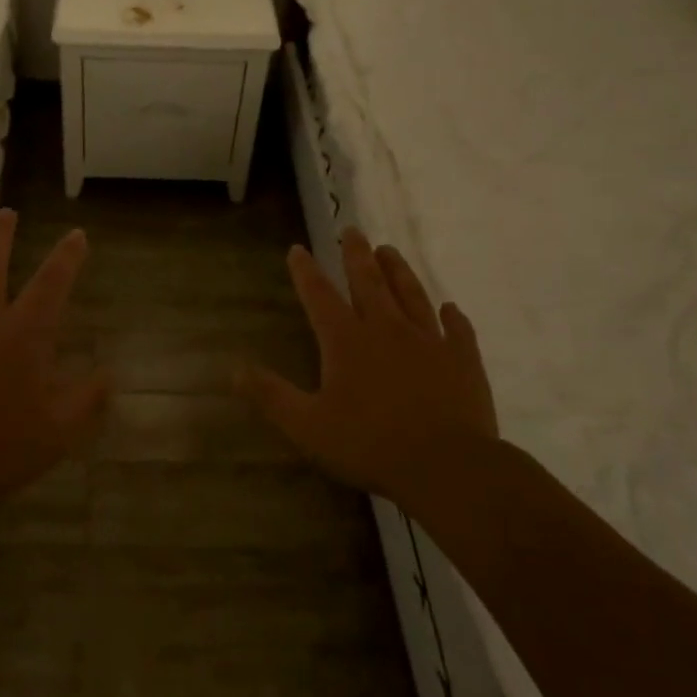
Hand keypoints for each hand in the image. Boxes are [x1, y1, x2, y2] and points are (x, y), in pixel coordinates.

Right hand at [235, 228, 498, 501]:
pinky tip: (451, 308)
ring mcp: (430, 341)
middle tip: (352, 230)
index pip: (320, 296)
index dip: (305, 271)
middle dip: (357, 255)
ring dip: (399, 271)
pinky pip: (457, 330)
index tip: (298, 249)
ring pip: (412, 295)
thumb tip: (234, 370)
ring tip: (390, 251)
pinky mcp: (463, 359)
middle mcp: (387, 329)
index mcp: (347, 341)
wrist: (447, 466)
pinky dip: (453, 316)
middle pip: (369, 282)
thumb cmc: (370, 445)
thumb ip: (271, 396)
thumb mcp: (307, 426)